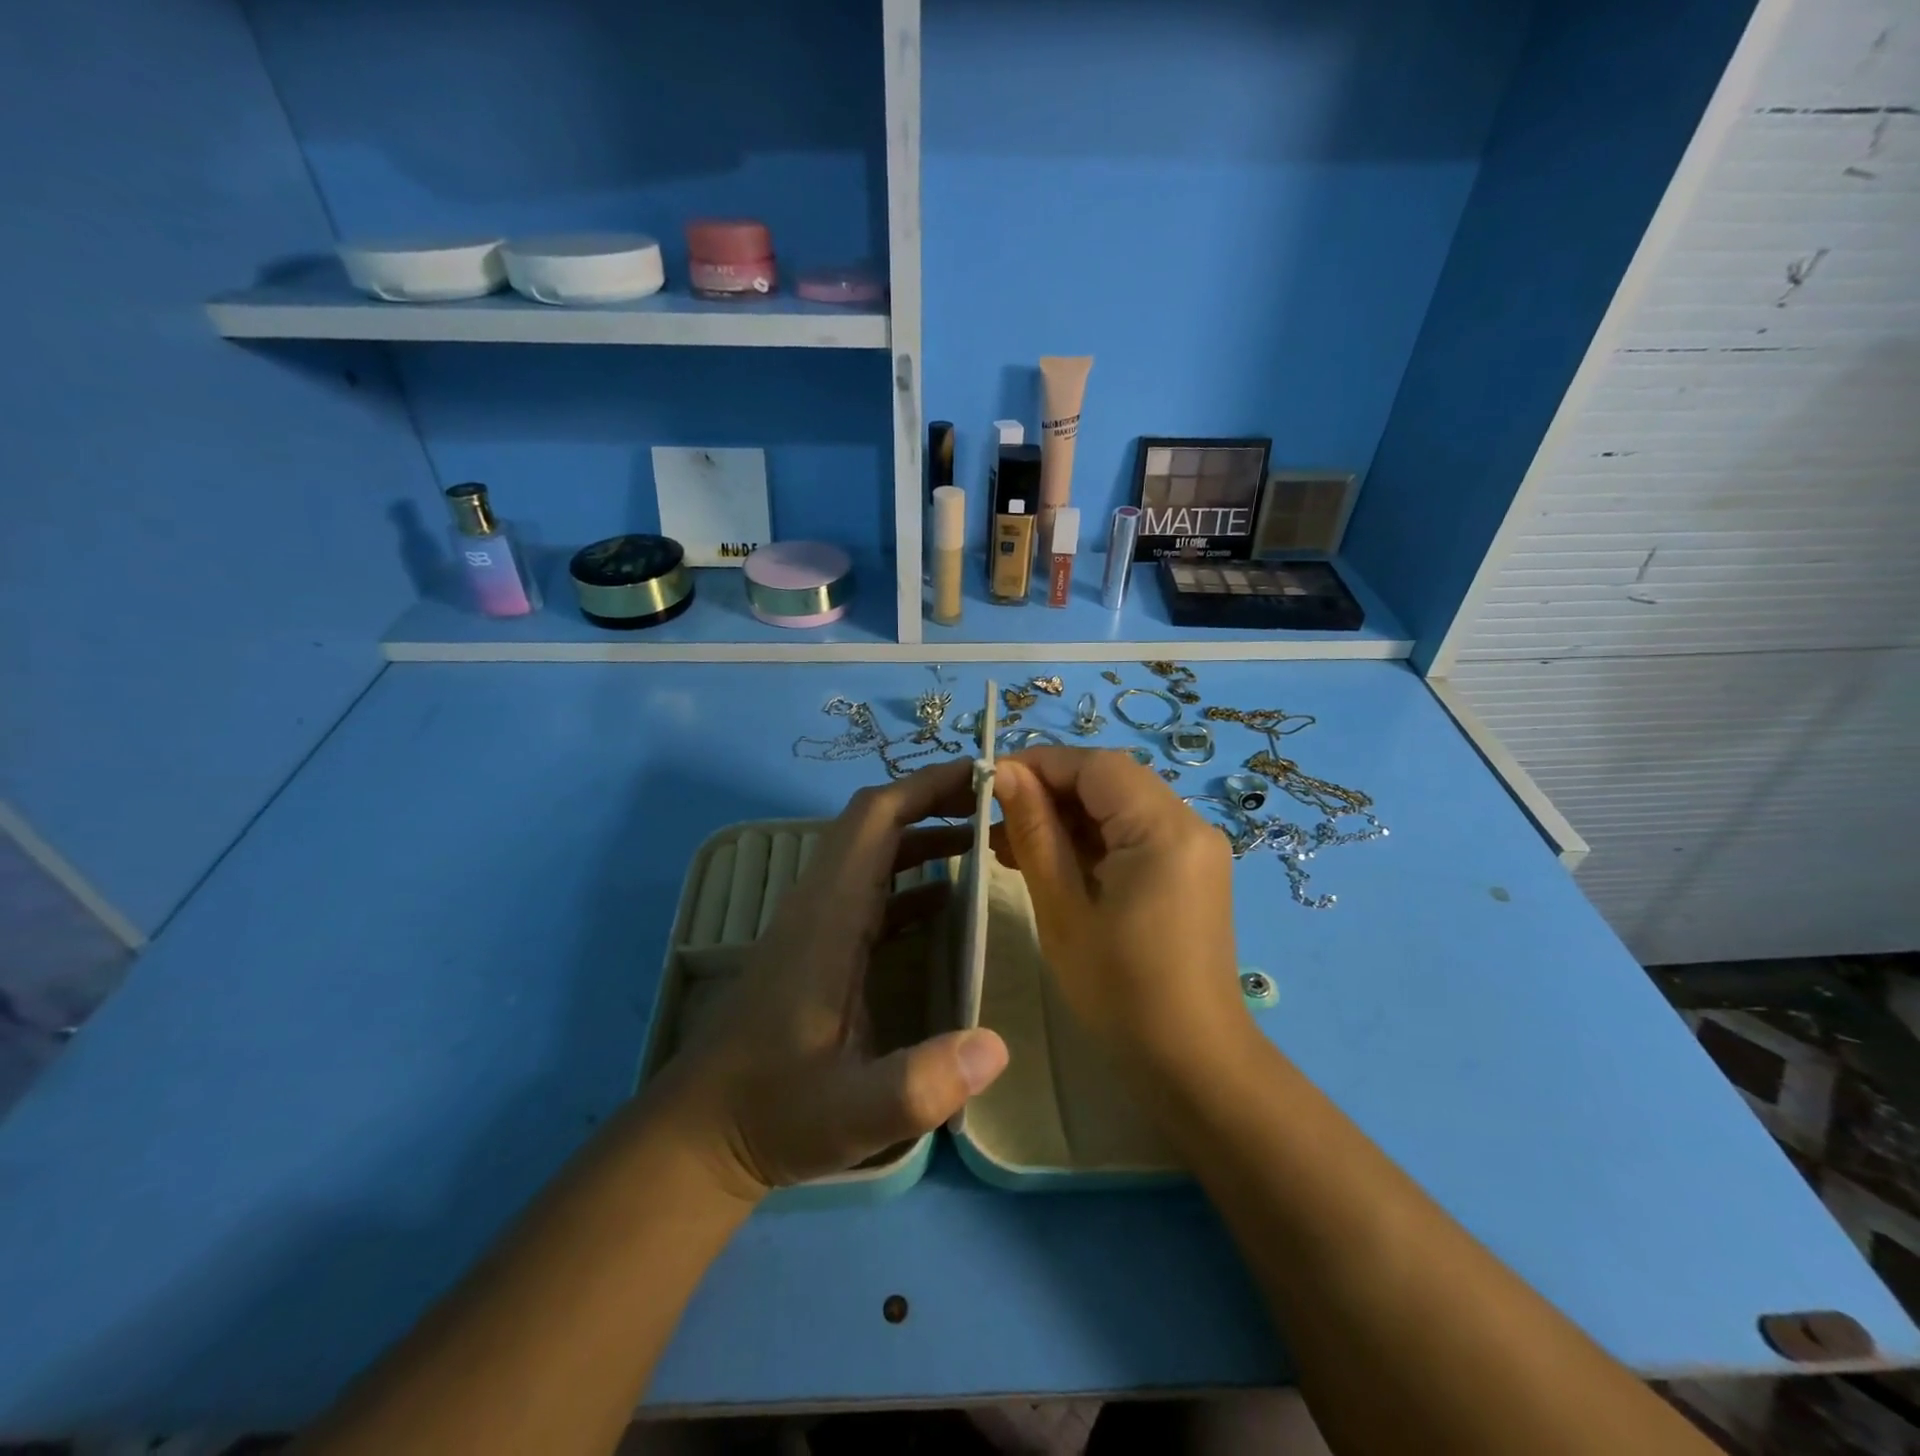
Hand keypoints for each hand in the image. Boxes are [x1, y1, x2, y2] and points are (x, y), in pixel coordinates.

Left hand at [651, 759, 1010, 1203]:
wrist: (703, 1133)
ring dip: (925, 835)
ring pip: (873, 852)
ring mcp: (817, 922)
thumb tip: (998, 1045)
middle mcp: (820, 903)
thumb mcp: (851, 1112)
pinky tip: (948, 900)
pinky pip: (871, 890)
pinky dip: (911, 877)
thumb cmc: (774, 1113)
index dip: (926, 786)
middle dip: (935, 800)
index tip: (983, 774)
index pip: (875, 819)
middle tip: (997, 801)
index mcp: (828, 916)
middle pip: (876, 822)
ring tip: (985, 838)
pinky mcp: (819, 945)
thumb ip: (920, 1084)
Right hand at [991, 747, 1250, 1082]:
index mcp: (1164, 829)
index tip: (988, 781)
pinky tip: (1050, 862)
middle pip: (1110, 780)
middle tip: (996, 821)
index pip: (1095, 765)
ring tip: (1011, 845)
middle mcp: (1189, 825)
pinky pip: (1134, 833)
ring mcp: (1195, 848)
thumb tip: (1002, 772)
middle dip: (1049, 791)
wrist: (1192, 1063)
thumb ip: (1034, 831)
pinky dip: (1092, 839)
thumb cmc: (1120, 991)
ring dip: (1067, 816)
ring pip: (1119, 805)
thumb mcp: (1063, 908)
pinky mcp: (1190, 870)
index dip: (1039, 764)